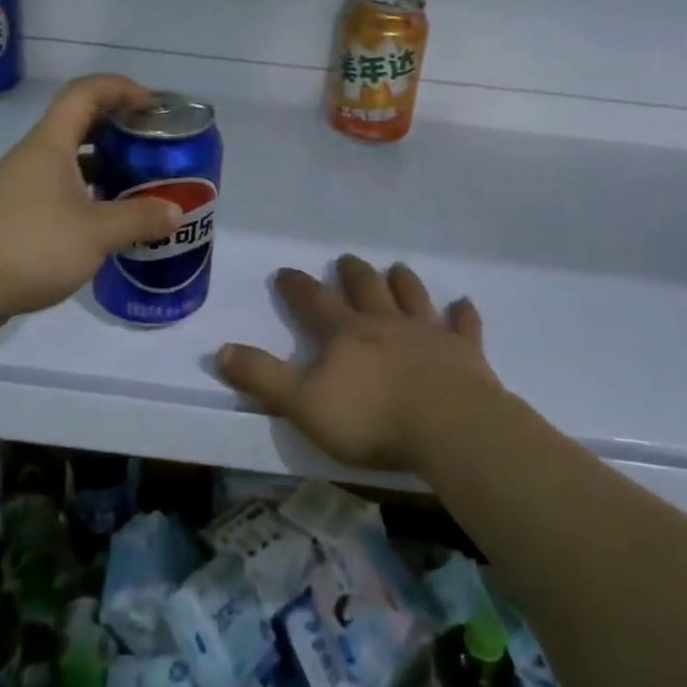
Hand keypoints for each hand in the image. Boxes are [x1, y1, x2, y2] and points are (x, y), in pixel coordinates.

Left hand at [0, 74, 183, 326]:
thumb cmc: (32, 245)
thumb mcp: (96, 233)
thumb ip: (139, 219)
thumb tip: (176, 211)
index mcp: (51, 144)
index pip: (85, 92)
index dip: (121, 88)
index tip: (152, 107)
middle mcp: (35, 155)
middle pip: (79, 121)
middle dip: (118, 126)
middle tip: (152, 144)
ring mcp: (23, 184)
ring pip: (70, 158)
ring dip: (105, 162)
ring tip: (139, 181)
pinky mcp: (19, 212)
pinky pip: (61, 187)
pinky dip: (89, 192)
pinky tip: (109, 218)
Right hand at [216, 256, 499, 472]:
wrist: (448, 427)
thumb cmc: (370, 418)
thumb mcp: (301, 403)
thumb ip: (262, 377)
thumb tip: (221, 350)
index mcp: (346, 334)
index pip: (315, 302)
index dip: (298, 286)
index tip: (286, 270)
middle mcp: (386, 324)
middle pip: (367, 289)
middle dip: (354, 273)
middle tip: (347, 258)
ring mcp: (428, 335)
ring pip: (413, 298)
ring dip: (404, 282)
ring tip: (398, 268)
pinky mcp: (465, 353)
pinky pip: (464, 326)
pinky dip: (463, 314)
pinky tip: (464, 304)